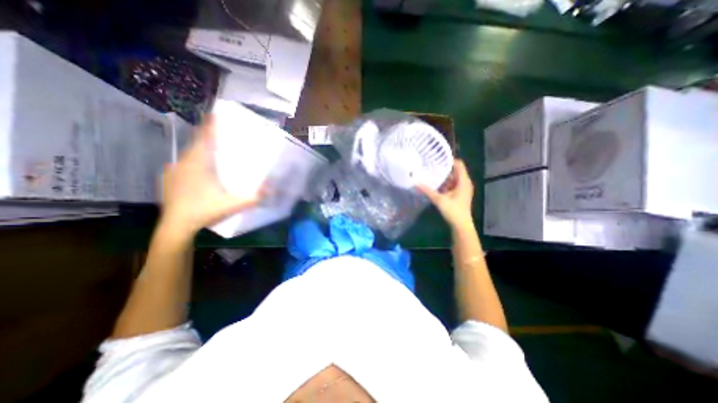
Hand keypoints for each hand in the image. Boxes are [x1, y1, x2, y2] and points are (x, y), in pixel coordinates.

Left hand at [158, 115, 262, 235]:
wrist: (175, 227)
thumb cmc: (203, 211)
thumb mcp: (232, 204)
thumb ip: (253, 197)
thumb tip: (272, 189)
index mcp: (197, 164)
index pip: (204, 138)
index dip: (210, 125)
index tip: (215, 113)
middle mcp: (183, 163)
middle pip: (197, 144)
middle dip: (209, 137)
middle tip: (224, 136)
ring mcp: (174, 171)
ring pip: (190, 154)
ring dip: (202, 150)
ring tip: (216, 151)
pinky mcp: (170, 179)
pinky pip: (184, 163)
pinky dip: (195, 161)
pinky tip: (203, 169)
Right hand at [419, 159, 475, 229]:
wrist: (461, 225)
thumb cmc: (453, 211)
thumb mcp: (439, 199)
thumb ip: (427, 190)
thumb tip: (416, 182)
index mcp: (463, 181)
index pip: (459, 164)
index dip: (449, 160)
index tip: (437, 158)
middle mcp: (465, 183)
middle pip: (455, 171)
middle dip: (444, 168)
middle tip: (431, 165)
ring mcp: (463, 189)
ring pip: (453, 178)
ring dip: (444, 177)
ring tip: (431, 173)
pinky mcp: (460, 194)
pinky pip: (453, 185)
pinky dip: (445, 183)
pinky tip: (435, 185)